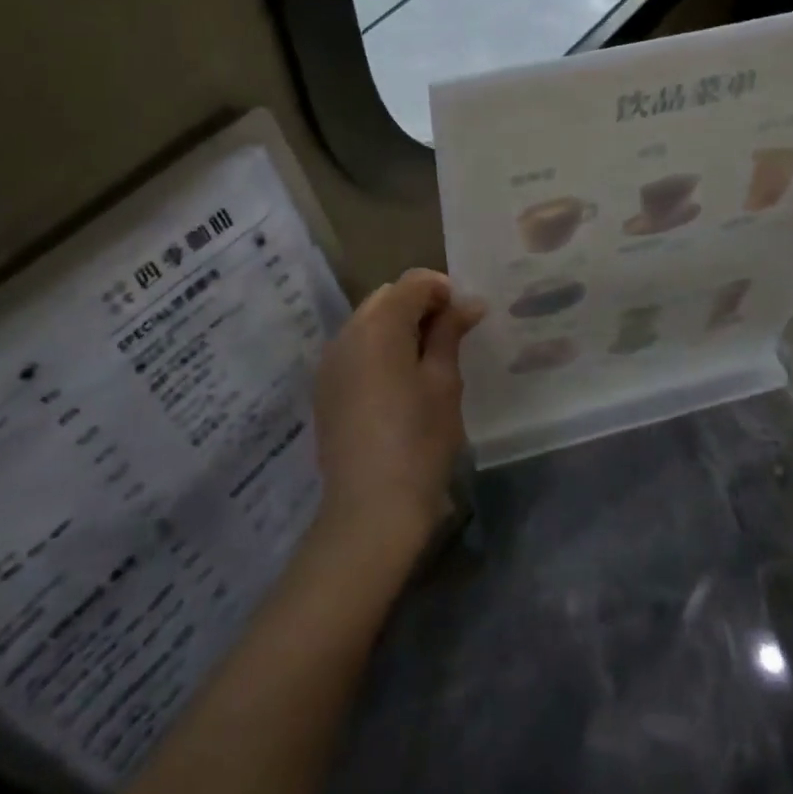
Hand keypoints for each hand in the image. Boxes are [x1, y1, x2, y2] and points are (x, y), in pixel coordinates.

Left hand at [311, 269, 484, 560]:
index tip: (466, 317)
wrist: (370, 510)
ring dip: (398, 327)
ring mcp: (330, 362)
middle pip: (386, 298)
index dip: (443, 290)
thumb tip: (467, 303)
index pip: (412, 283)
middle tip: (450, 336)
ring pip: (368, 322)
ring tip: (427, 359)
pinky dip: (378, 350)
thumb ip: (450, 333)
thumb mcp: (443, 382)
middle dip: (419, 305)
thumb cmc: (418, 441)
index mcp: (378, 326)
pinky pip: (355, 350)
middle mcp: (346, 334)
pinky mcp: (325, 389)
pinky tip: (399, 382)